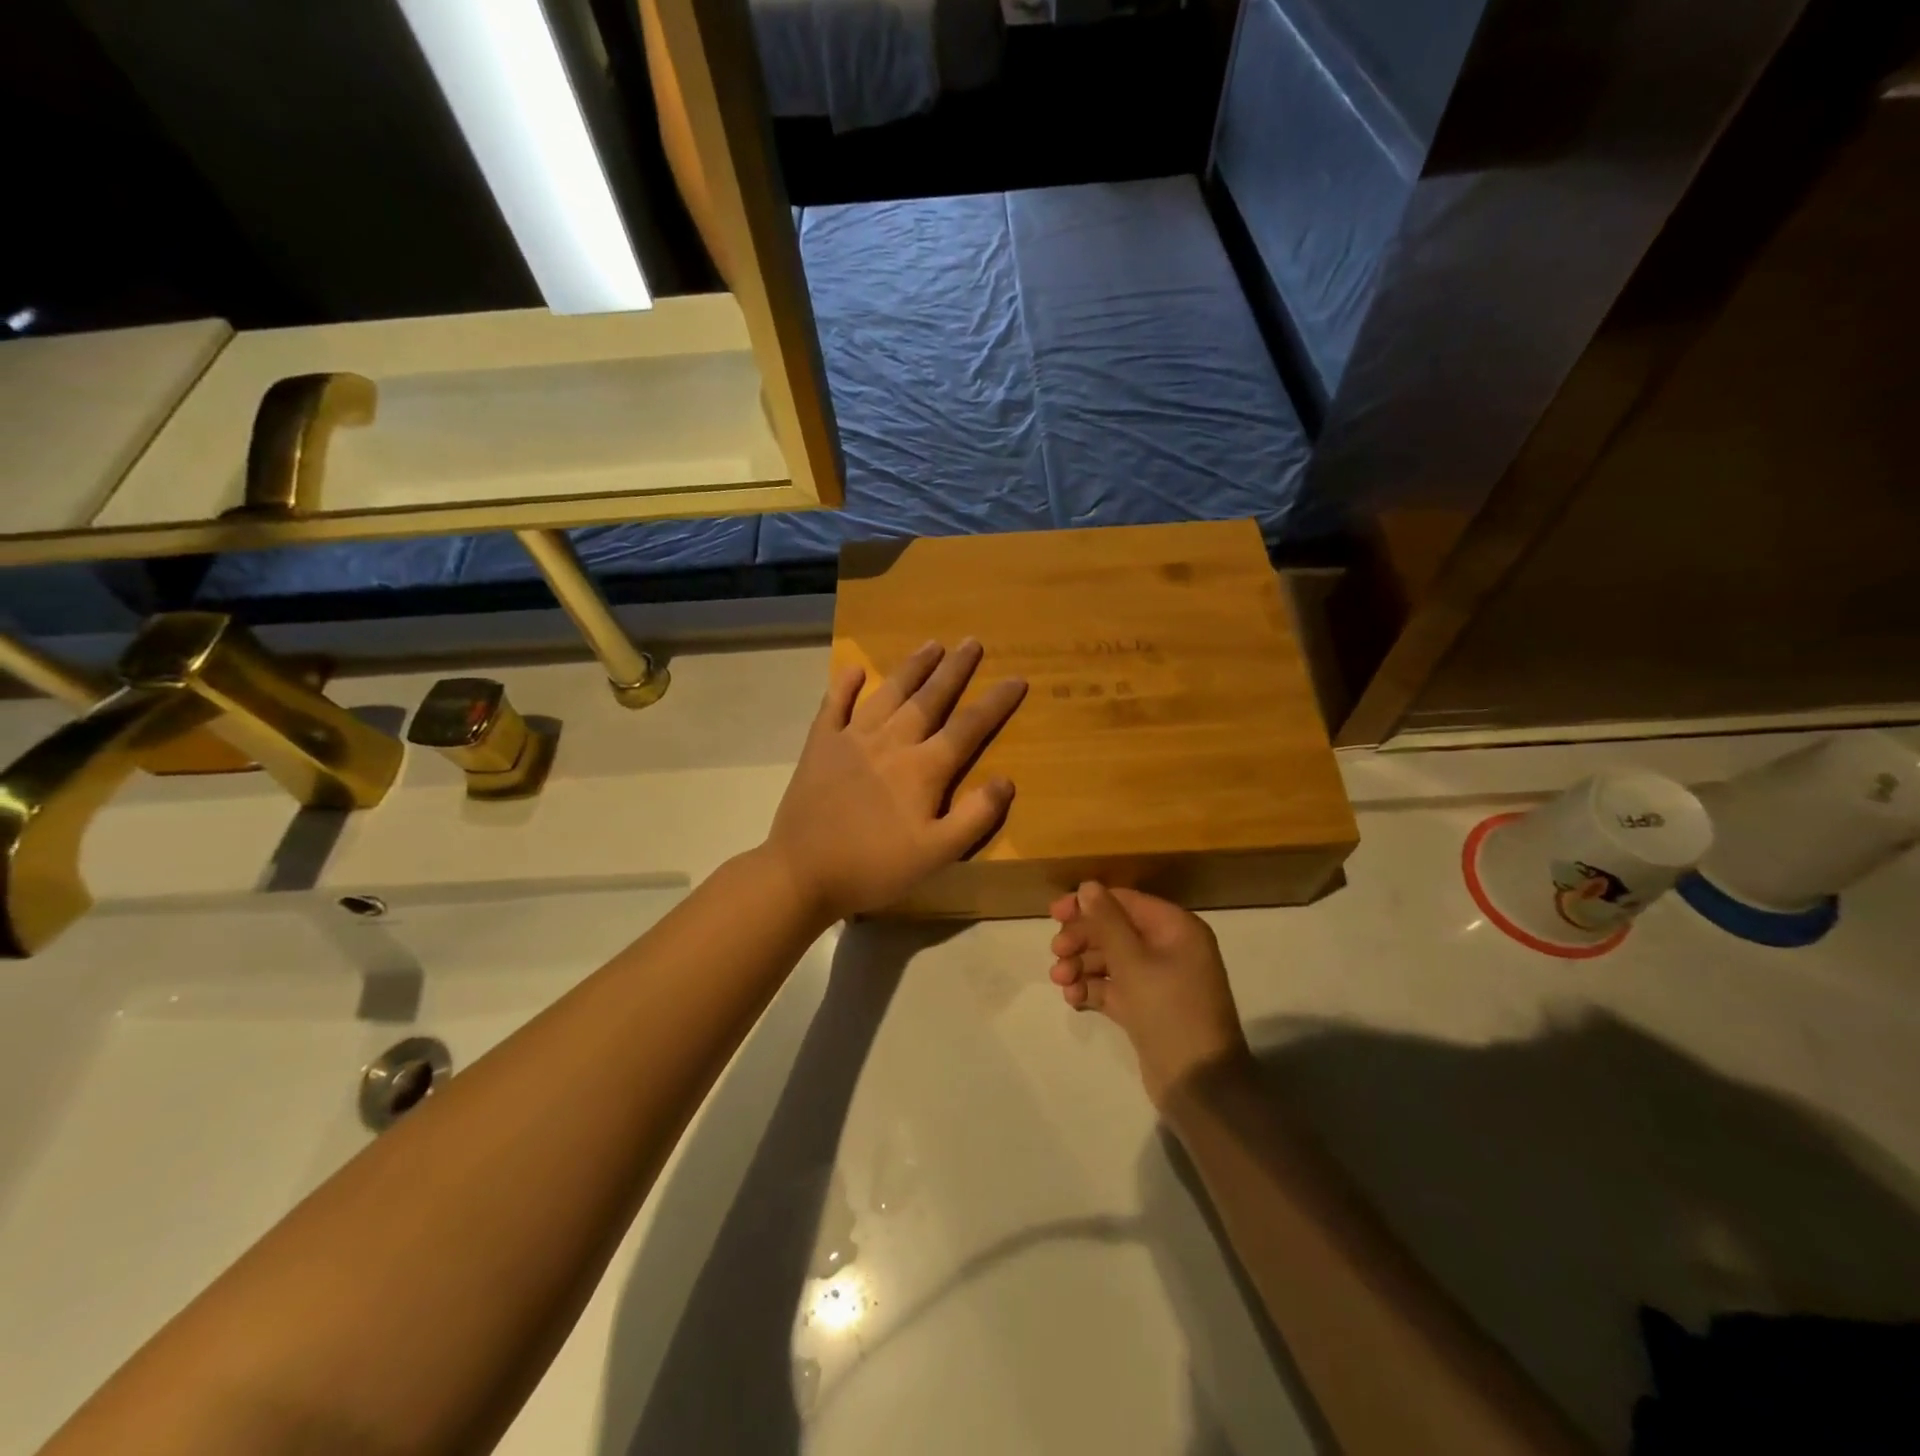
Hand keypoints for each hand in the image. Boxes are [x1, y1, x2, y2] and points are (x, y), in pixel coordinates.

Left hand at [766, 640, 1026, 921]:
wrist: (801, 872)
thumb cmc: (874, 867)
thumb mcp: (936, 855)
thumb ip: (974, 817)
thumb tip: (1006, 781)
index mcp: (922, 768)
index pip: (968, 727)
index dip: (995, 702)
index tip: (1017, 678)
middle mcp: (891, 741)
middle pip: (929, 698)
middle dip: (954, 669)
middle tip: (971, 642)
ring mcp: (852, 739)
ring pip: (888, 693)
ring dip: (912, 667)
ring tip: (931, 644)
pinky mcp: (820, 745)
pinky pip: (834, 706)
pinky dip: (845, 686)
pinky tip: (854, 669)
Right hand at [1048, 883, 1251, 1107]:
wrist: (1199, 1085)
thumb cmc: (1168, 1011)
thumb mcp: (1133, 962)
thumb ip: (1107, 921)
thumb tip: (1088, 886)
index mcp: (1175, 928)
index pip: (1125, 901)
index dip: (1088, 904)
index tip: (1053, 914)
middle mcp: (1169, 948)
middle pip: (1115, 930)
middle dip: (1082, 940)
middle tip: (1056, 954)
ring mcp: (1158, 979)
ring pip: (1111, 960)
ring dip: (1082, 965)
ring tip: (1061, 981)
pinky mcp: (1146, 1007)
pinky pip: (1114, 987)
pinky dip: (1092, 989)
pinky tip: (1073, 998)